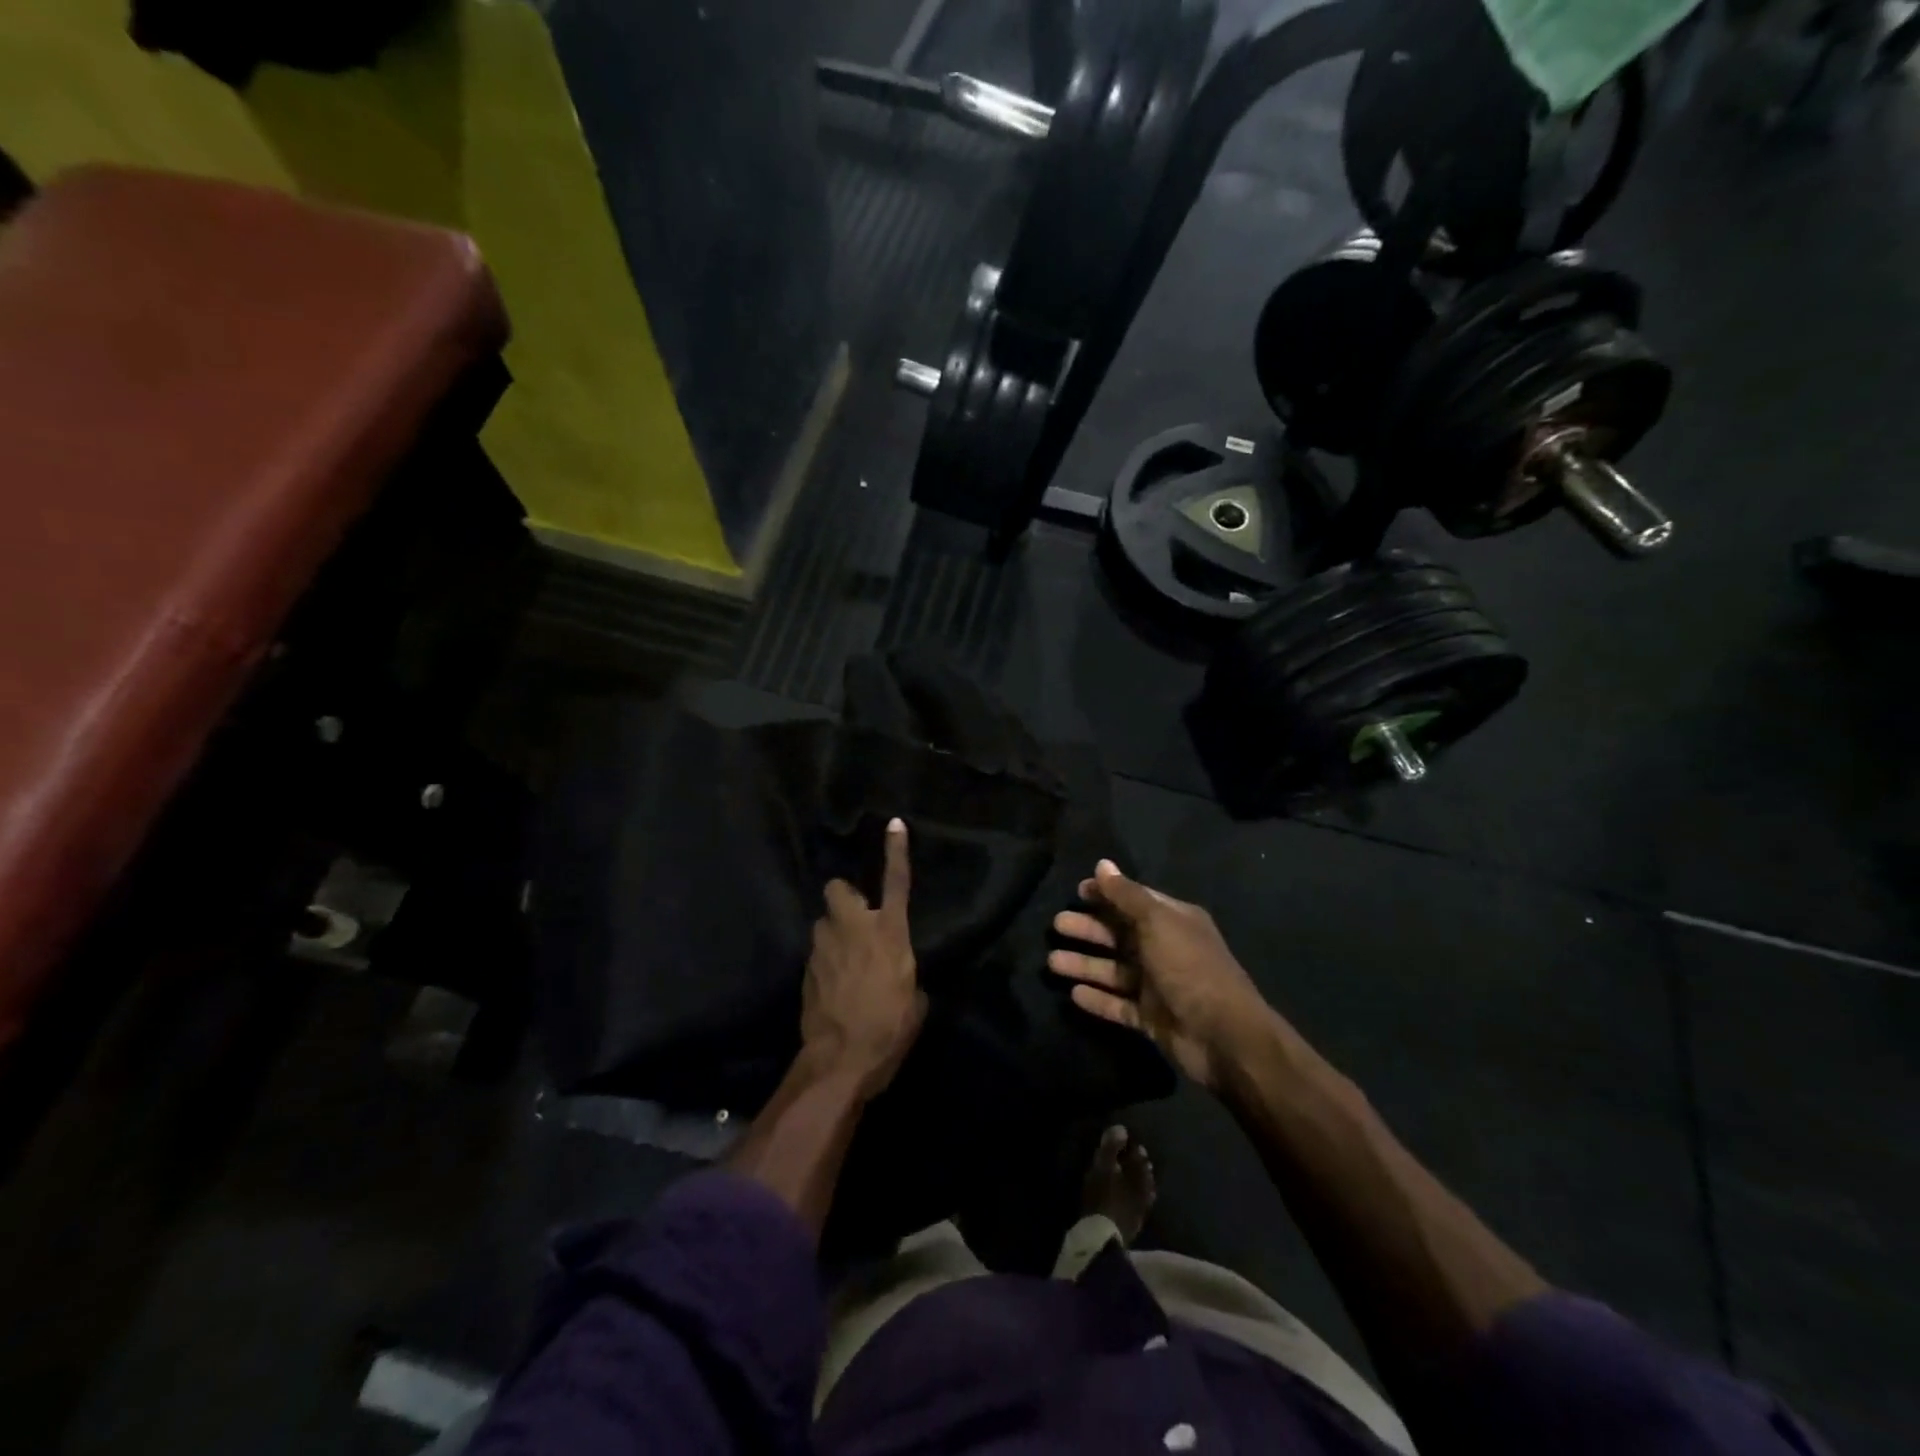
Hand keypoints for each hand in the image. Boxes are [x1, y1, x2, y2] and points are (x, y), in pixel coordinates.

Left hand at [801, 818, 927, 1098]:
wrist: (840, 1061)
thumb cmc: (889, 1029)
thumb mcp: (914, 999)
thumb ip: (907, 972)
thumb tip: (900, 972)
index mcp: (889, 933)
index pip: (896, 882)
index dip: (896, 851)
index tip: (893, 824)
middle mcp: (853, 928)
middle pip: (838, 889)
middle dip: (845, 897)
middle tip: (856, 919)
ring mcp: (824, 947)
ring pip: (824, 922)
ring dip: (833, 932)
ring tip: (844, 959)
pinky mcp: (806, 969)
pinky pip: (817, 952)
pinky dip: (826, 961)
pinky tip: (834, 986)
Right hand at [1049, 860, 1272, 1091]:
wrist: (1223, 1036)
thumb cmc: (1189, 967)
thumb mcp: (1157, 922)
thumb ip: (1126, 895)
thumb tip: (1101, 864)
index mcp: (1173, 921)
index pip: (1134, 900)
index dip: (1106, 894)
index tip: (1076, 891)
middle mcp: (1164, 949)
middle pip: (1119, 934)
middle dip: (1088, 929)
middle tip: (1057, 925)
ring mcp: (1158, 985)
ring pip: (1114, 970)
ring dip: (1085, 964)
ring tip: (1052, 962)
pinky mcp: (1151, 1018)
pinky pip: (1118, 1004)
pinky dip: (1098, 999)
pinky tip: (1073, 994)